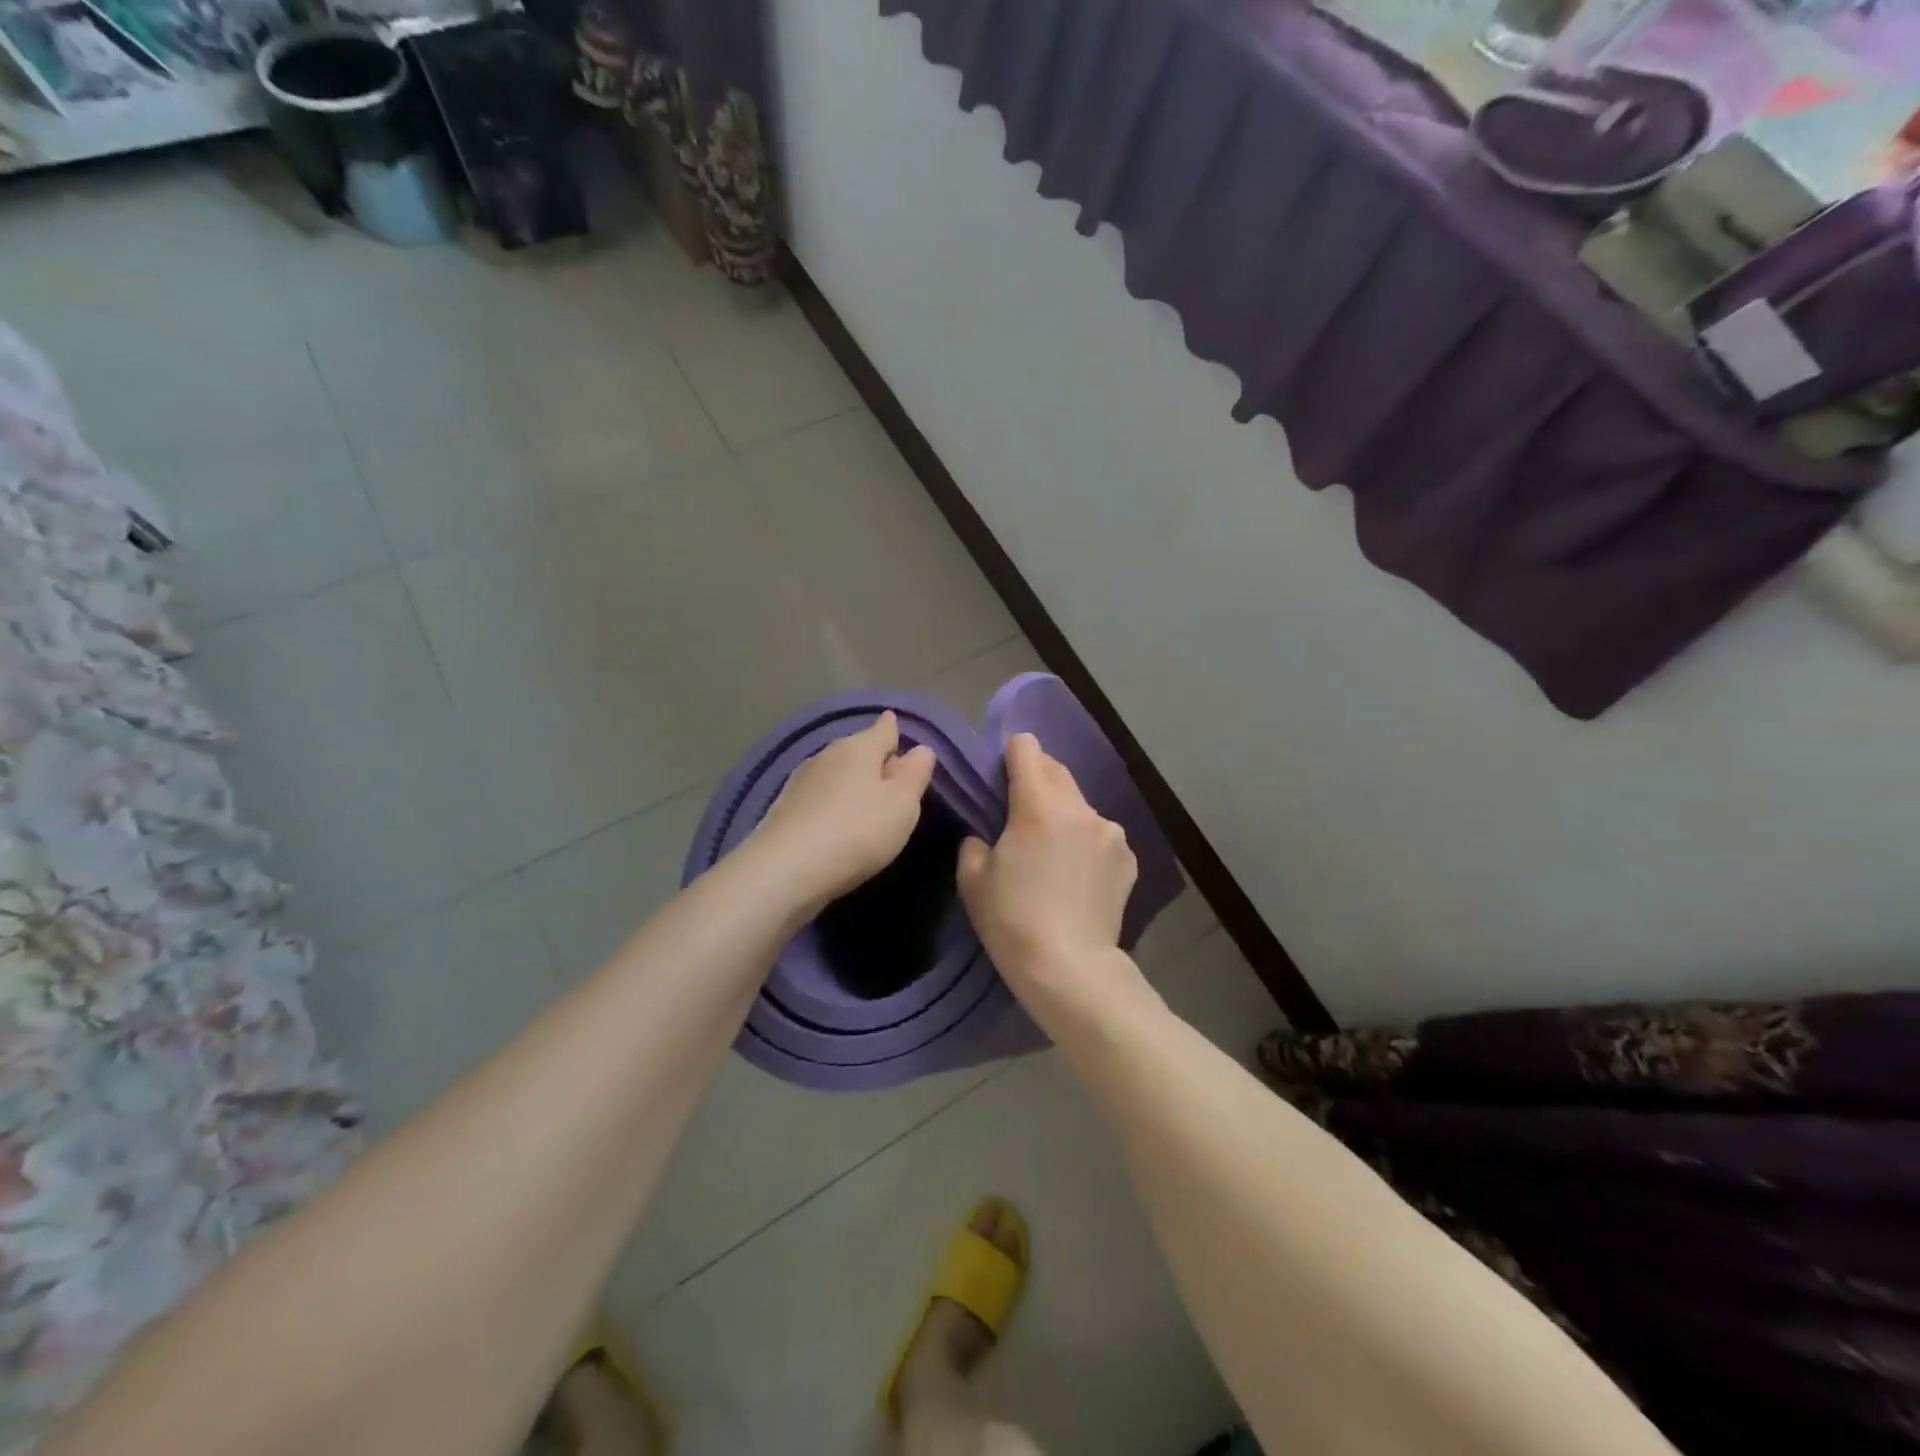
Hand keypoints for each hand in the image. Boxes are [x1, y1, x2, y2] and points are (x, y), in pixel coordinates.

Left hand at [746, 711, 937, 911]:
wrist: (785, 870)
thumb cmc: (856, 831)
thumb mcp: (902, 804)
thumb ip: (915, 774)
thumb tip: (920, 749)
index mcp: (859, 747)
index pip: (883, 728)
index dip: (894, 729)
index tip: (897, 727)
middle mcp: (827, 755)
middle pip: (858, 750)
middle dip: (874, 760)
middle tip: (893, 780)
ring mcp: (801, 781)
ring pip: (836, 773)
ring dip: (851, 784)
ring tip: (867, 803)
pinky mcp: (784, 809)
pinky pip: (819, 797)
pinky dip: (832, 804)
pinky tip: (838, 823)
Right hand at [957, 733, 1145, 1022]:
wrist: (1070, 969)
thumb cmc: (1012, 921)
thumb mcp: (972, 879)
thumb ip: (975, 841)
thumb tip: (988, 834)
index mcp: (1039, 806)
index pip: (1027, 749)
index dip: (1011, 754)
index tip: (1002, 772)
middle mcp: (1080, 809)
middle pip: (1056, 771)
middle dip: (1037, 779)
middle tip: (1019, 809)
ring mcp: (1111, 833)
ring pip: (1079, 805)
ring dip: (1063, 813)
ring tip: (1051, 851)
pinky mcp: (1128, 858)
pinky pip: (1099, 835)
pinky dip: (1085, 841)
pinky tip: (1077, 875)